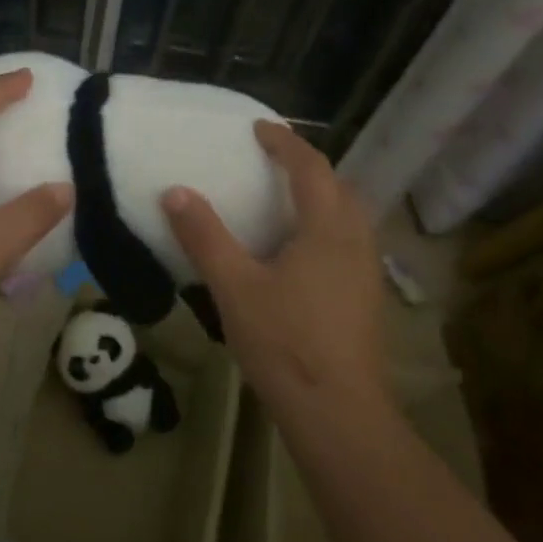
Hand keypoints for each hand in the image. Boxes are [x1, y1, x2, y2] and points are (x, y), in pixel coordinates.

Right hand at [162, 122, 388, 424]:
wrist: (338, 413)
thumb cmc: (285, 343)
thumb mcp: (235, 287)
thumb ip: (205, 237)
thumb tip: (175, 192)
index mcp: (328, 228)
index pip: (311, 167)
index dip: (285, 142)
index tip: (260, 128)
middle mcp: (356, 240)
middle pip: (338, 186)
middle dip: (308, 166)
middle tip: (273, 160)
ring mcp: (367, 271)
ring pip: (348, 215)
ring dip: (321, 196)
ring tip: (285, 200)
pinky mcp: (367, 297)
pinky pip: (348, 241)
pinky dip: (326, 225)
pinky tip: (300, 252)